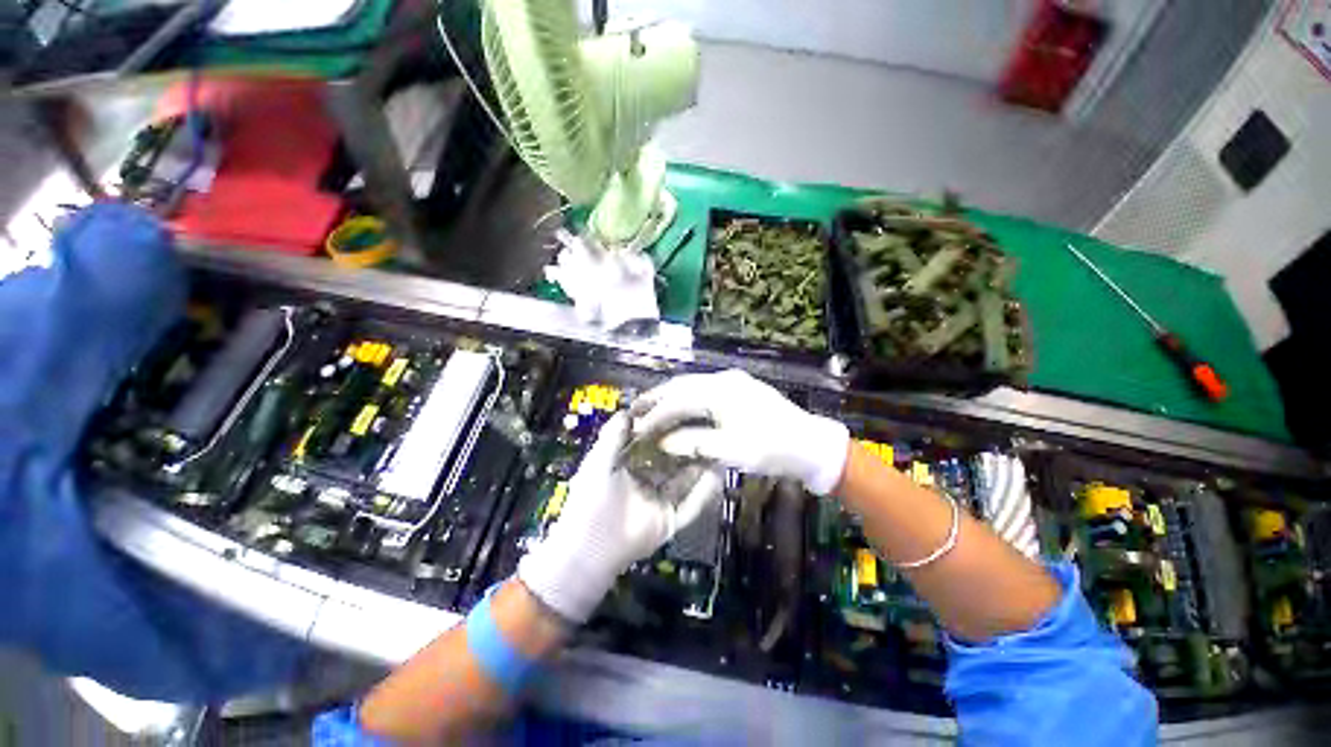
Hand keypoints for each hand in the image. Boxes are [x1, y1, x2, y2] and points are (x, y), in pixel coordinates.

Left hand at [518, 413, 723, 622]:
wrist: (590, 546)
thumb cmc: (591, 499)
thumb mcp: (598, 461)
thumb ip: (613, 436)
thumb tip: (626, 411)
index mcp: (628, 467)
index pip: (651, 443)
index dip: (665, 429)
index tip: (680, 412)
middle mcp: (646, 482)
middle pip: (672, 461)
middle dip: (687, 445)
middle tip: (706, 427)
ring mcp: (660, 502)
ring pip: (685, 481)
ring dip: (701, 467)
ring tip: (718, 446)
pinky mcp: (669, 521)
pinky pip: (691, 506)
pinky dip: (705, 493)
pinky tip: (718, 476)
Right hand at [632, 369, 850, 494]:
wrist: (811, 444)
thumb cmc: (772, 448)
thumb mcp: (732, 450)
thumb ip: (694, 443)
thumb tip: (664, 442)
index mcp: (721, 391)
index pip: (678, 400)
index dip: (656, 414)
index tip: (637, 427)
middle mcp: (724, 380)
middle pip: (682, 385)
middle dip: (658, 398)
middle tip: (636, 410)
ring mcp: (734, 383)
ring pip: (693, 386)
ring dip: (672, 397)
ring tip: (652, 408)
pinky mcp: (740, 390)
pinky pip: (705, 391)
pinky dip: (688, 400)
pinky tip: (681, 409)